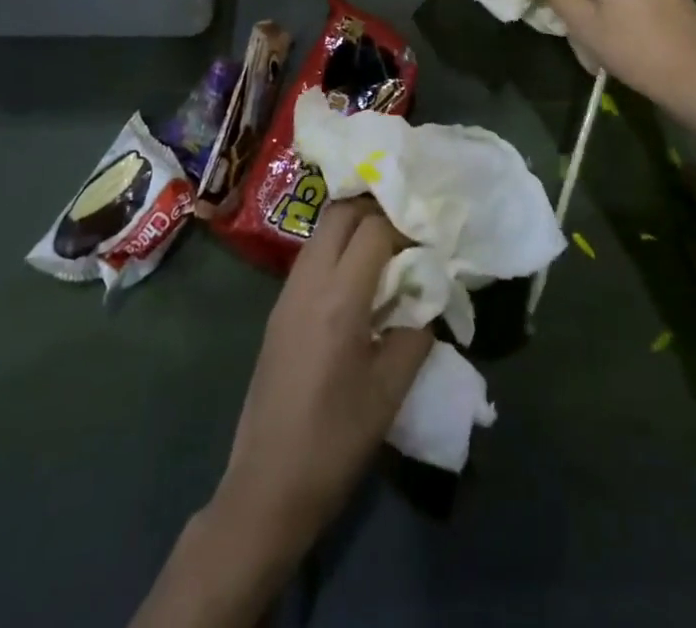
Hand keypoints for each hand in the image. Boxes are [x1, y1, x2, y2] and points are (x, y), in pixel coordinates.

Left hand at [212, 200, 431, 550]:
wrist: (267, 486)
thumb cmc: (335, 441)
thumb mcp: (390, 391)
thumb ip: (416, 334)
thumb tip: (428, 299)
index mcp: (339, 298)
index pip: (373, 229)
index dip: (404, 227)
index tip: (427, 244)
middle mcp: (308, 282)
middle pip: (340, 213)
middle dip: (375, 210)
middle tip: (405, 232)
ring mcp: (287, 294)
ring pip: (321, 232)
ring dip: (353, 228)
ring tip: (385, 253)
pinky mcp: (278, 310)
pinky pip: (310, 258)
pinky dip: (336, 251)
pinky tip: (357, 283)